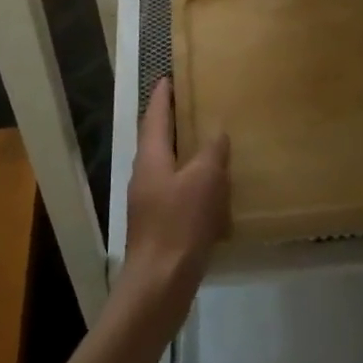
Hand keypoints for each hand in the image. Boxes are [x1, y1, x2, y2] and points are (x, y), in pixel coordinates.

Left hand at [119, 78, 229, 310]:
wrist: (159, 286)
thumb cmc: (179, 225)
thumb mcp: (204, 180)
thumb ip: (212, 152)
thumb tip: (217, 133)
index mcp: (151, 157)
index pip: (154, 115)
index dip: (162, 95)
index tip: (170, 76)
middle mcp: (145, 174)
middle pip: (158, 139)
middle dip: (174, 121)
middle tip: (197, 105)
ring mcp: (150, 202)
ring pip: (168, 166)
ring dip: (186, 152)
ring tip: (211, 143)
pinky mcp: (159, 225)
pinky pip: (177, 191)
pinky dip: (193, 181)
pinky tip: (214, 189)